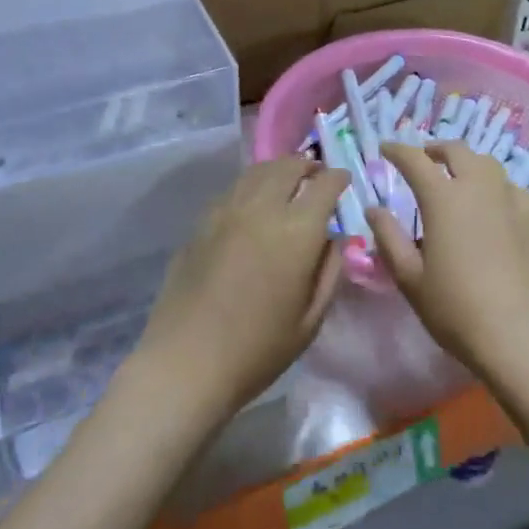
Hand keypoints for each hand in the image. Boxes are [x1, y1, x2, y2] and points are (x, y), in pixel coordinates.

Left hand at [133, 157, 349, 422]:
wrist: (185, 364)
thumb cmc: (257, 350)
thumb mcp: (311, 320)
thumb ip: (329, 272)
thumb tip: (333, 240)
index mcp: (296, 231)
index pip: (324, 185)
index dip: (338, 178)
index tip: (343, 181)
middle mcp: (262, 208)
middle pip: (288, 167)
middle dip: (307, 165)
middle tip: (316, 173)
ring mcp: (226, 211)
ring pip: (257, 172)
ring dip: (278, 169)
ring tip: (287, 179)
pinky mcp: (201, 222)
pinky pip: (233, 190)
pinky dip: (251, 185)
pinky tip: (253, 202)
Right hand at [371, 141, 528, 382]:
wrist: (518, 334)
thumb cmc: (455, 307)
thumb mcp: (410, 277)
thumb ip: (389, 237)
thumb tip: (374, 209)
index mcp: (444, 198)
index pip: (415, 160)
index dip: (397, 150)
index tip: (386, 149)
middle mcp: (479, 187)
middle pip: (457, 151)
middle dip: (436, 149)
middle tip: (425, 159)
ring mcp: (512, 200)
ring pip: (489, 165)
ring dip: (469, 166)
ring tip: (461, 181)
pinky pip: (512, 190)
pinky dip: (496, 190)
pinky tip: (495, 209)